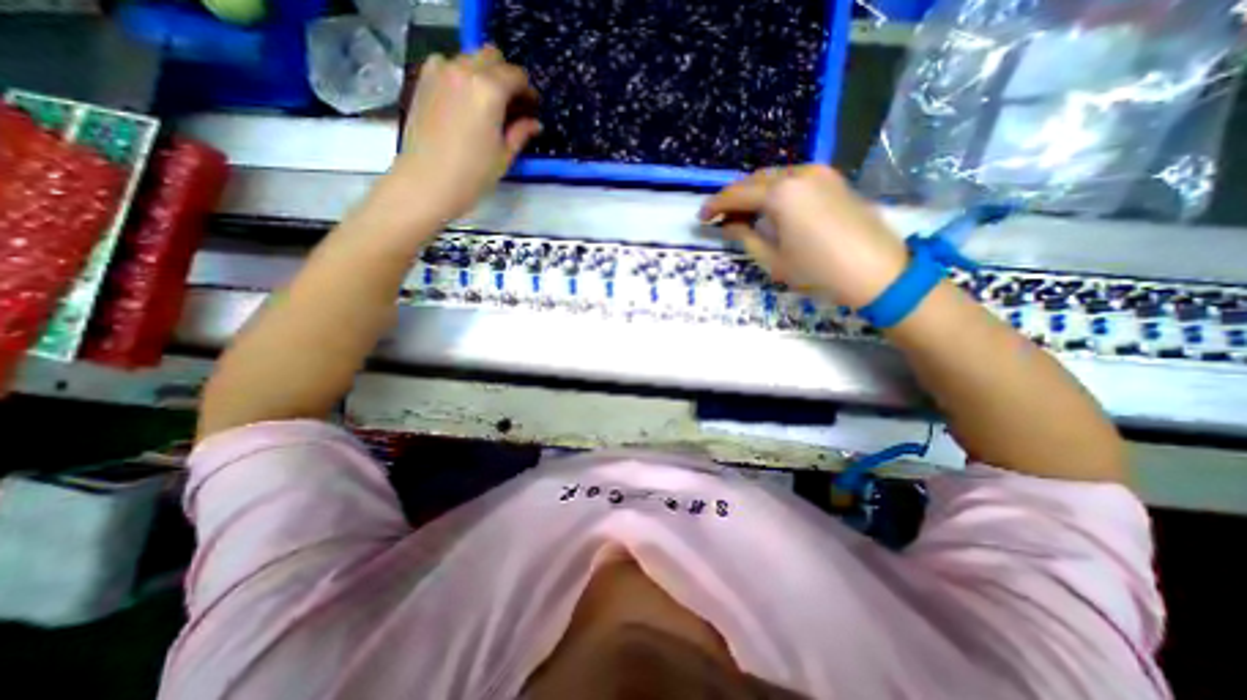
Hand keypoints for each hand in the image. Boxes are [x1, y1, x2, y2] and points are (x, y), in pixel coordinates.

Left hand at [388, 43, 541, 224]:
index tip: (532, 108)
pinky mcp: (423, 80)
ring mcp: (440, 71)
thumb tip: (534, 123)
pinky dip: (461, 76)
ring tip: (488, 104)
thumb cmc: (473, 174)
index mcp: (489, 89)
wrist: (427, 181)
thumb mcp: (504, 156)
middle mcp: (464, 70)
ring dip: (483, 74)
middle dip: (506, 76)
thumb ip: (520, 133)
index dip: (528, 91)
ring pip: (469, 58)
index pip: (516, 75)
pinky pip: (448, 65)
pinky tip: (464, 102)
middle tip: (512, 104)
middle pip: (491, 57)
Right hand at [701, 165, 908, 304]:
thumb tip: (729, 225)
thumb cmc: (818, 271)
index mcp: (781, 193)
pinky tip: (771, 209)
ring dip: (755, 193)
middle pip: (755, 180)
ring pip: (775, 177)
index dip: (716, 205)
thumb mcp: (773, 259)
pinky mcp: (834, 180)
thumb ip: (745, 237)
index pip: (737, 194)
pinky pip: (794, 179)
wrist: (877, 272)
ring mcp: (820, 173)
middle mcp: (799, 173)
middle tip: (720, 217)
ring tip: (743, 214)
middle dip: (734, 197)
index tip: (701, 218)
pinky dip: (776, 191)